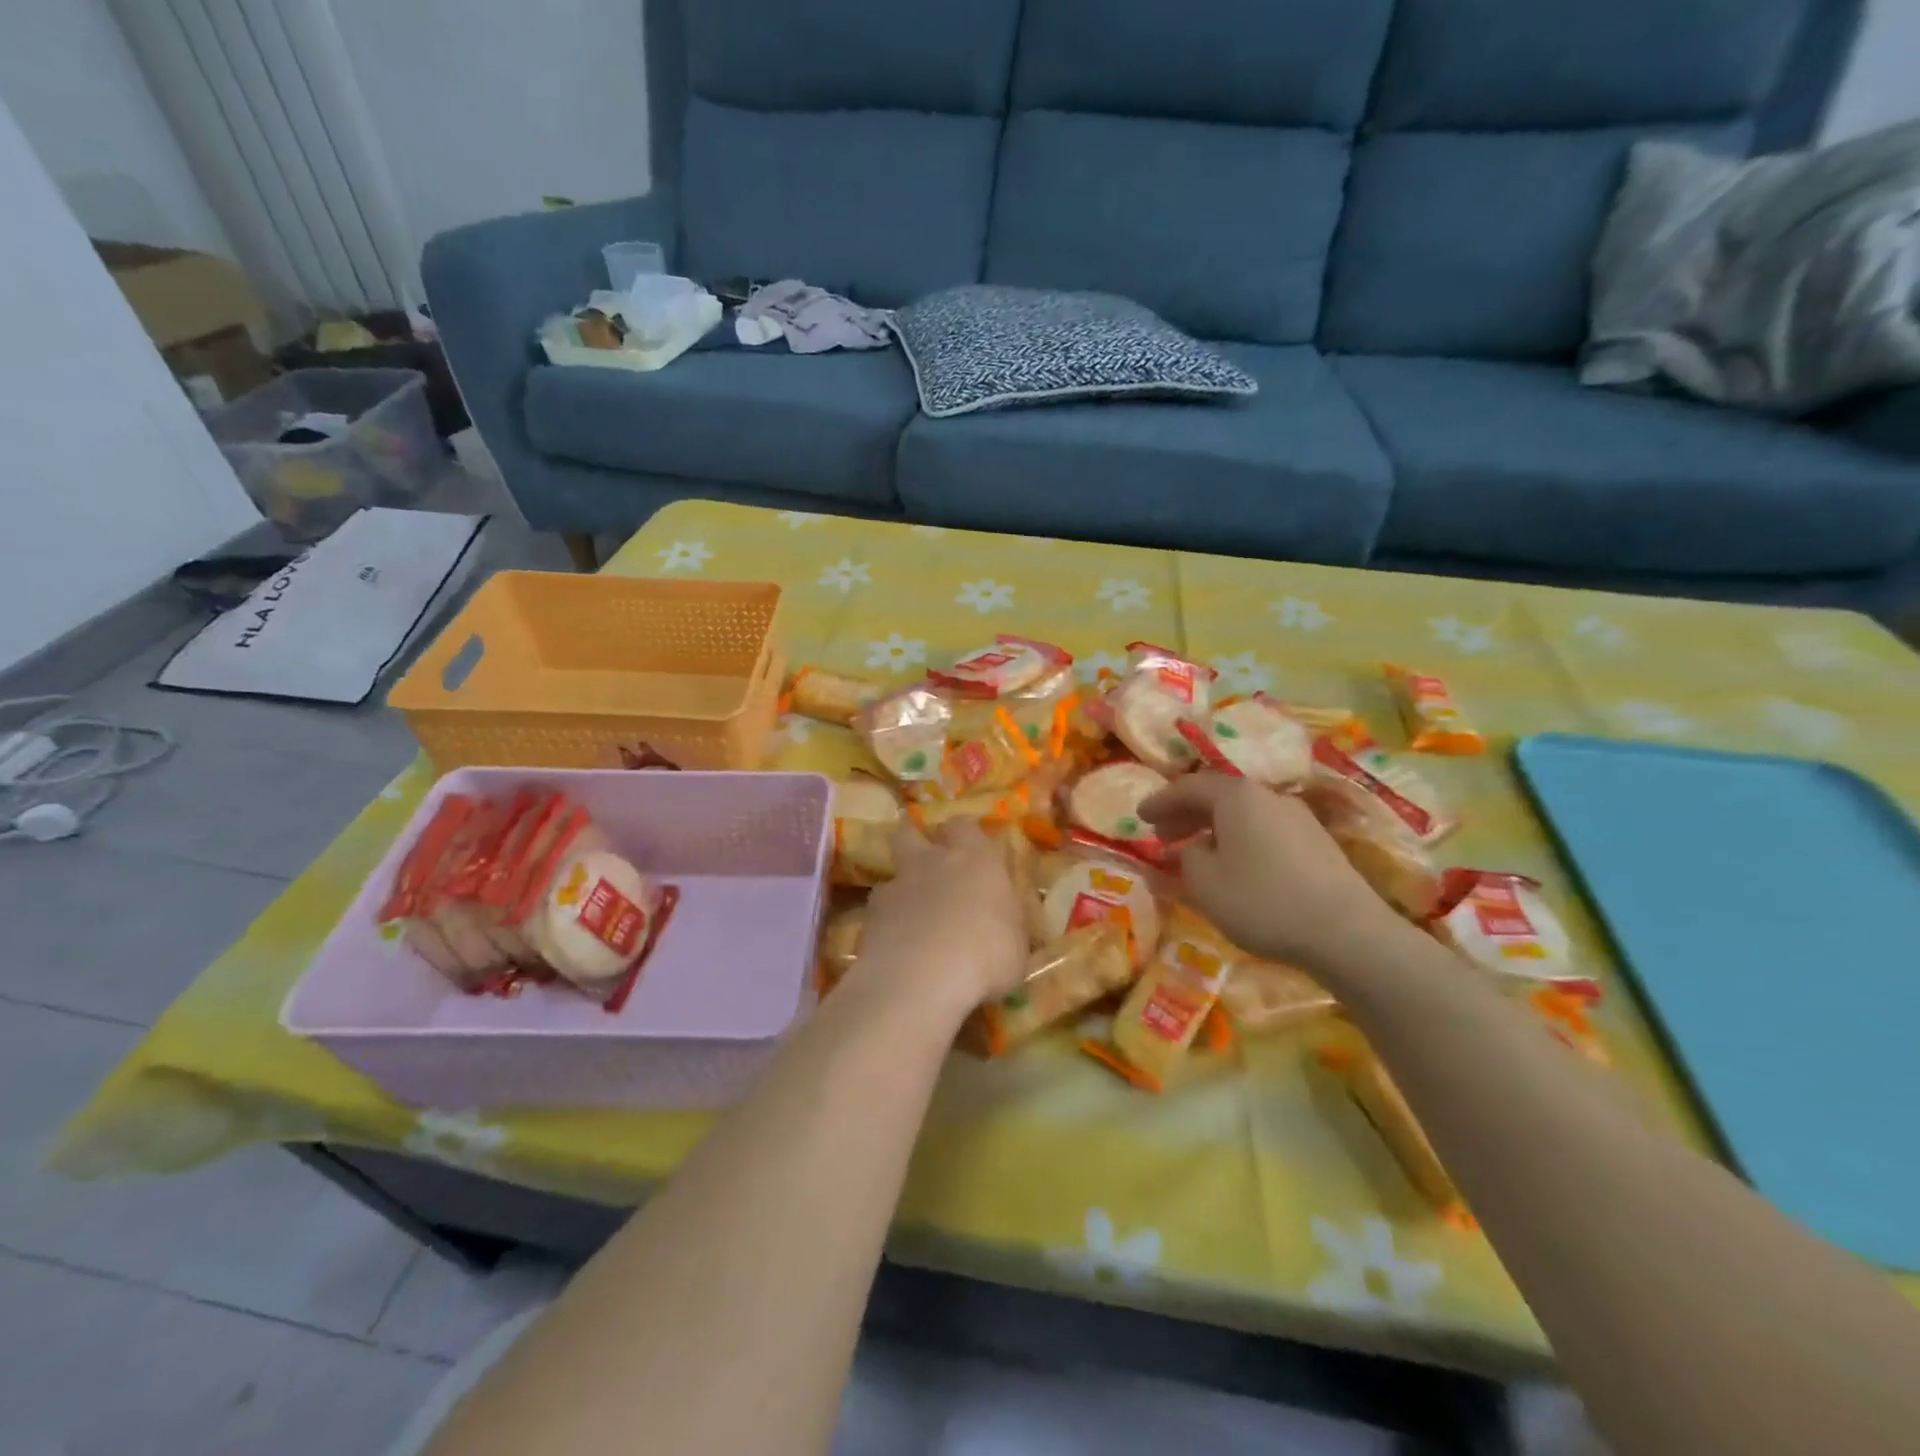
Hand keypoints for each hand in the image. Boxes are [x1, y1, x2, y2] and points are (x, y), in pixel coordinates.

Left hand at [851, 819, 1028, 1022]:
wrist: (921, 982)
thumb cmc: (986, 957)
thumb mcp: (1016, 944)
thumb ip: (1005, 923)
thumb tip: (1002, 922)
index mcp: (975, 860)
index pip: (963, 826)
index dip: (962, 834)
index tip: (967, 847)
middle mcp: (931, 863)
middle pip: (909, 833)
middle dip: (913, 840)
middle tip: (924, 861)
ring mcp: (895, 888)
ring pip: (891, 876)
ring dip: (900, 890)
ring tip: (909, 917)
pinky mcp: (869, 918)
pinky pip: (877, 913)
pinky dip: (886, 925)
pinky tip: (895, 947)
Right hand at [1140, 773, 1403, 979]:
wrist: (1346, 932)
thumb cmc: (1262, 901)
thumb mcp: (1205, 883)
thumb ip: (1189, 857)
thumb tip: (1197, 847)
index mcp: (1237, 796)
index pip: (1188, 787)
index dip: (1160, 800)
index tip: (1139, 815)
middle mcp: (1268, 796)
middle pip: (1218, 796)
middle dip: (1186, 813)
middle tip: (1162, 833)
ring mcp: (1298, 818)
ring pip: (1244, 814)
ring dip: (1214, 828)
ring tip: (1196, 852)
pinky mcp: (1317, 844)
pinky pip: (1265, 831)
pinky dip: (1240, 840)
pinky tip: (1235, 867)